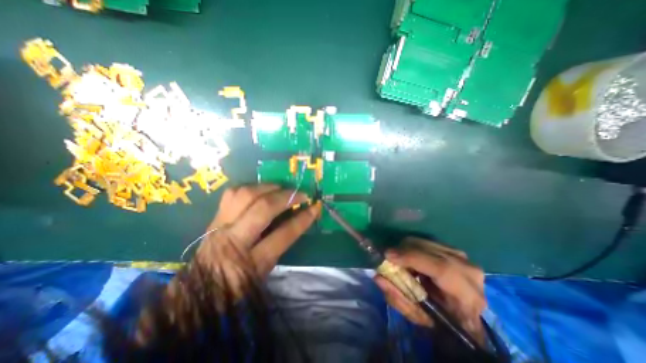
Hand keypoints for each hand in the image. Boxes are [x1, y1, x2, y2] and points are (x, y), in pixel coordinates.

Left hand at [194, 184, 319, 288]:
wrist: (195, 292)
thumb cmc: (235, 288)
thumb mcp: (264, 272)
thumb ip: (280, 245)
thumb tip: (298, 218)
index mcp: (250, 264)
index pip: (283, 235)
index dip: (302, 219)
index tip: (315, 207)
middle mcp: (233, 241)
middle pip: (262, 209)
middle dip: (286, 197)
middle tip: (300, 194)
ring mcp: (220, 226)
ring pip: (245, 195)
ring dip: (268, 187)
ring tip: (281, 188)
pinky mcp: (213, 217)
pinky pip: (232, 193)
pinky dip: (251, 188)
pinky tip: (261, 190)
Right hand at [374, 237, 484, 344]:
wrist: (465, 315)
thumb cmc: (441, 320)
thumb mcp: (418, 316)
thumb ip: (398, 298)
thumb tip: (378, 277)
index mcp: (467, 295)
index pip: (441, 268)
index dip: (412, 258)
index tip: (388, 255)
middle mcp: (468, 271)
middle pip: (429, 249)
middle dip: (404, 250)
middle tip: (389, 258)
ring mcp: (462, 256)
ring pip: (425, 241)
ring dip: (407, 248)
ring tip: (400, 260)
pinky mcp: (453, 249)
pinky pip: (426, 241)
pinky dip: (413, 247)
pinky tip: (411, 257)